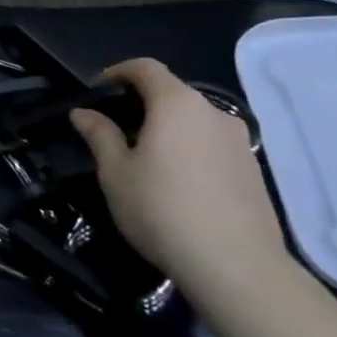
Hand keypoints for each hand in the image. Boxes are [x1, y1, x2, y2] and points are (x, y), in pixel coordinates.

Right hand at [69, 58, 287, 299]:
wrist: (238, 268)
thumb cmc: (163, 210)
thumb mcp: (116, 173)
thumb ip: (99, 135)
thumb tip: (83, 112)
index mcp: (176, 104)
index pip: (146, 68)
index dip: (119, 72)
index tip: (99, 90)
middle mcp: (213, 112)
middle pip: (173, 92)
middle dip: (142, 102)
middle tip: (116, 128)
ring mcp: (239, 141)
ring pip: (194, 120)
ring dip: (168, 127)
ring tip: (146, 158)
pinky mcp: (254, 169)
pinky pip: (213, 144)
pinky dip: (191, 148)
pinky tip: (178, 182)